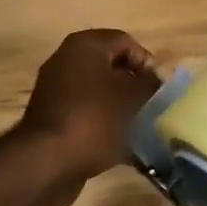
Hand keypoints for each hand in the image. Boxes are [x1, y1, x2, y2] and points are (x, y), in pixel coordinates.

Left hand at [19, 29, 161, 183]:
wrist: (46, 163)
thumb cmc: (93, 120)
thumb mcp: (131, 99)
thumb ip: (150, 85)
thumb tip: (160, 80)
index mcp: (85, 46)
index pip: (125, 42)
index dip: (148, 62)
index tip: (160, 87)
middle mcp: (67, 61)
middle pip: (113, 67)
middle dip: (136, 86)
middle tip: (155, 106)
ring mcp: (58, 90)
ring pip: (101, 92)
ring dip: (124, 107)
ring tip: (145, 127)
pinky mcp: (56, 118)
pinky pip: (89, 113)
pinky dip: (107, 124)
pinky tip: (127, 146)